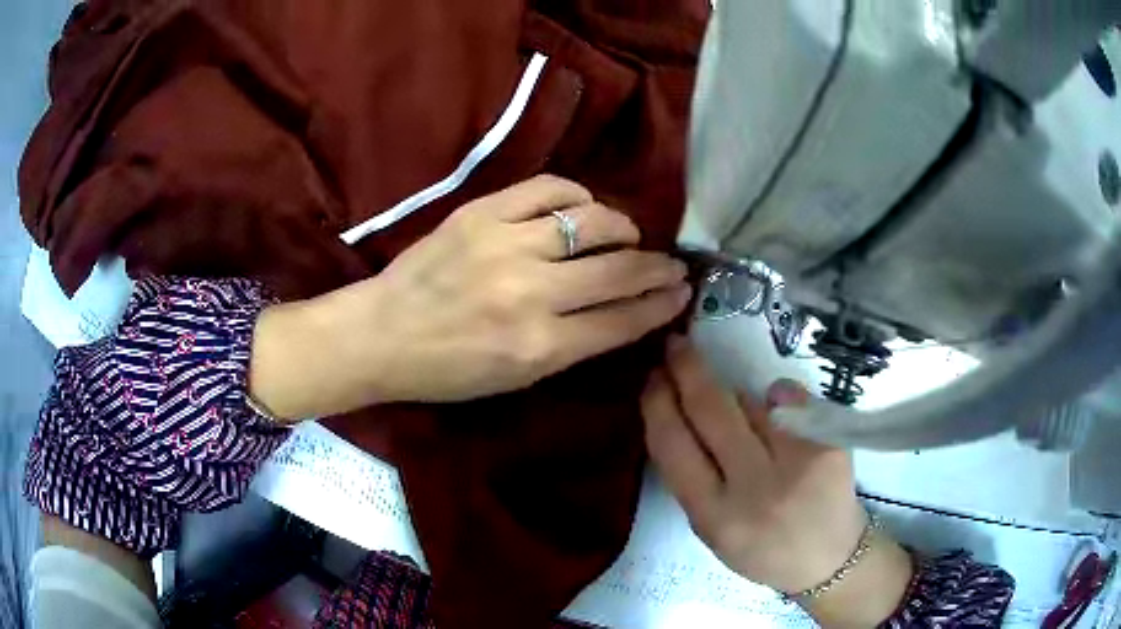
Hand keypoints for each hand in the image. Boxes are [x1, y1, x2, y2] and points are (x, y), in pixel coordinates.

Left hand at [251, 176, 690, 418]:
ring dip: (622, 228)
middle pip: (618, 270)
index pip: (622, 319)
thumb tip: (622, 310)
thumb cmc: (447, 370)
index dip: (660, 304)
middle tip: (673, 265)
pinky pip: (550, 189)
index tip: (681, 293)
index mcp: (539, 348)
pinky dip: (577, 196)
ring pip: (593, 221)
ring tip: (626, 236)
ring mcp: (505, 245)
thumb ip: (573, 344)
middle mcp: (530, 293)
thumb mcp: (516, 378)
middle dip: (658, 267)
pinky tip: (582, 208)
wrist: (381, 334)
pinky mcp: (482, 213)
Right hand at [642, 336, 911, 625]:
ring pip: (750, 401)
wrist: (828, 557)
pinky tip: (776, 410)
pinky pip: (789, 400)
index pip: (673, 446)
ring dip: (734, 395)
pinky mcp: (828, 444)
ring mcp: (797, 462)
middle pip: (712, 409)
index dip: (658, 403)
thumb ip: (692, 477)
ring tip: (737, 411)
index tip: (652, 376)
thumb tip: (682, 406)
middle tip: (677, 344)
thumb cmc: (761, 548)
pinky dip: (776, 398)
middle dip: (687, 368)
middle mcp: (755, 488)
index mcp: (714, 516)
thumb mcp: (710, 529)